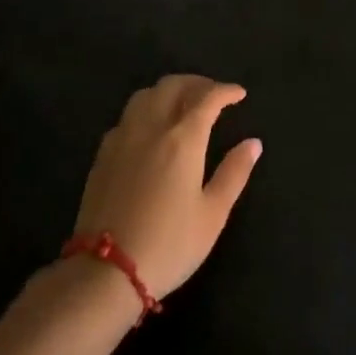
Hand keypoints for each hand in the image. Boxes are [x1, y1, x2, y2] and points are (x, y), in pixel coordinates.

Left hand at [72, 75, 261, 300]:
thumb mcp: (212, 214)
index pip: (207, 99)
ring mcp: (122, 138)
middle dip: (197, 83)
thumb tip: (253, 143)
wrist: (106, 271)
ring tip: (183, 104)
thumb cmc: (169, 244)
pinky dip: (146, 109)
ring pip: (145, 95)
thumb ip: (234, 173)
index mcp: (182, 139)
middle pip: (173, 86)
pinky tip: (152, 128)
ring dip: (168, 91)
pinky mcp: (103, 154)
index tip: (239, 94)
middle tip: (214, 95)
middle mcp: (150, 128)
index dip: (226, 91)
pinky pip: (127, 116)